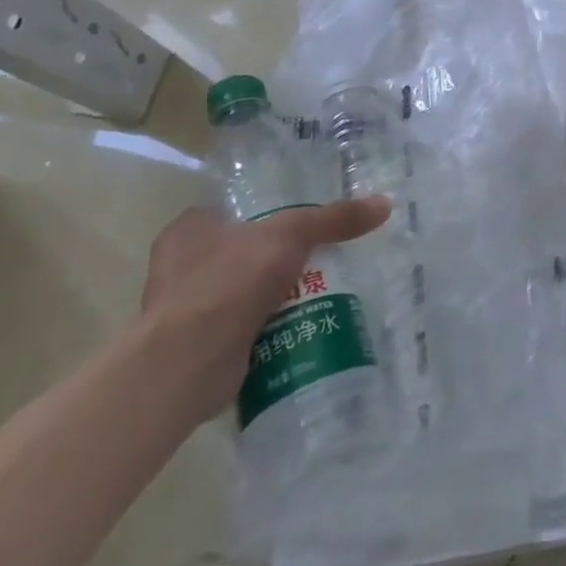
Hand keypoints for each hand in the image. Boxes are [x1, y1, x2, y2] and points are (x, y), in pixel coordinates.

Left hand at [140, 198, 390, 420]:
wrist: (190, 361)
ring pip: (244, 291)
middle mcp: (180, 267)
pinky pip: (243, 328)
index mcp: (188, 230)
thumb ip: (336, 218)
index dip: (265, 213)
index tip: (300, 222)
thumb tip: (385, 204)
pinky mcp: (198, 347)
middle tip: (318, 255)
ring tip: (319, 288)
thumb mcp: (293, 234)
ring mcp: (186, 310)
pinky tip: (301, 322)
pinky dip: (268, 326)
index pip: (232, 211)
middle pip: (242, 252)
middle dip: (276, 258)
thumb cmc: (230, 280)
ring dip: (275, 294)